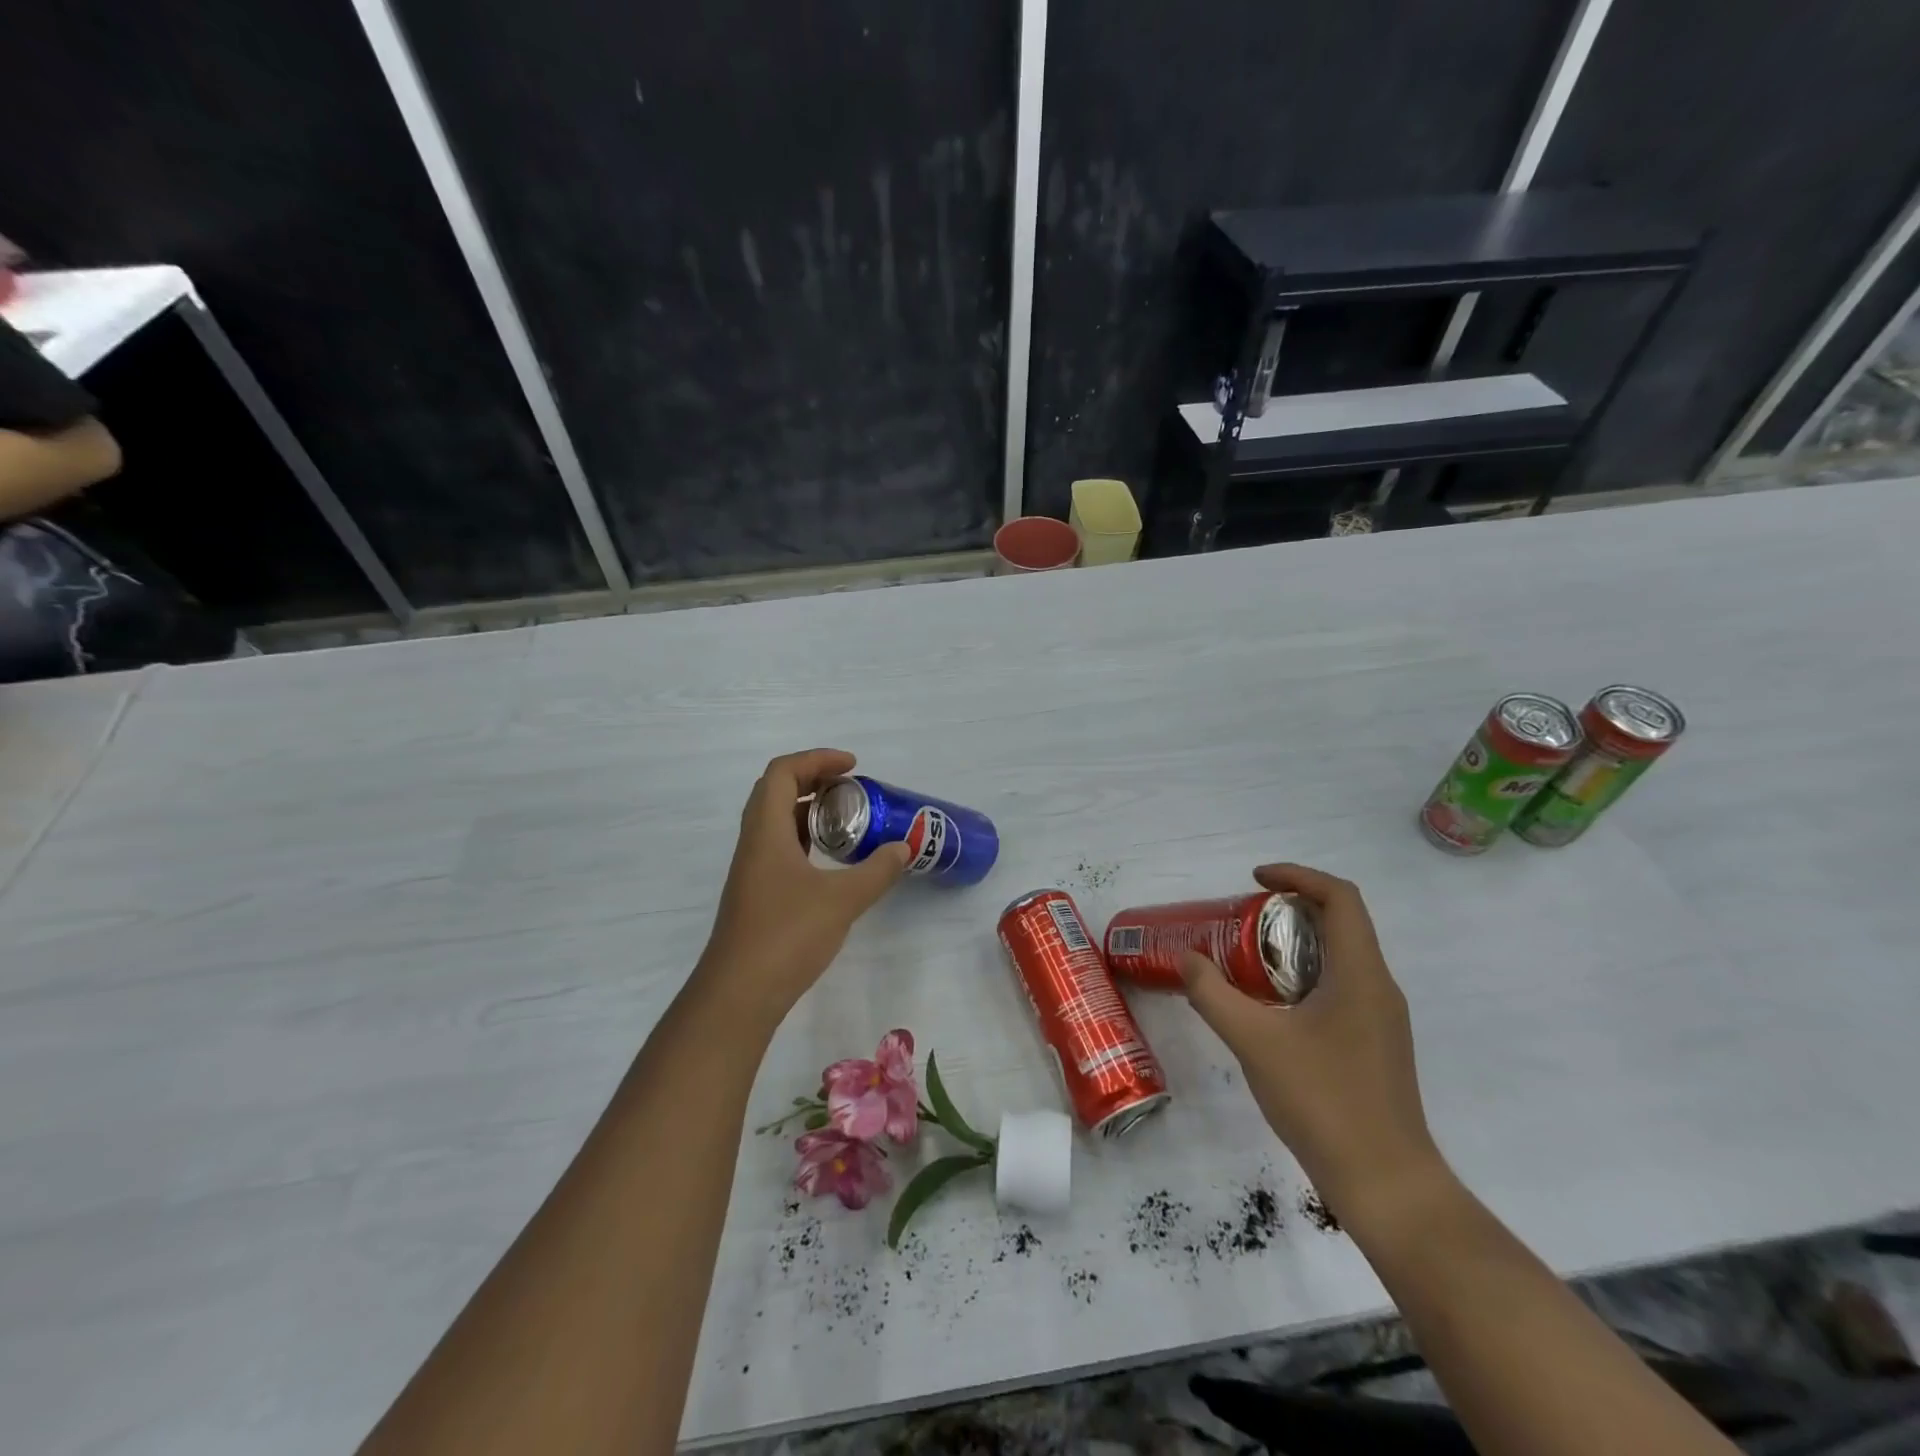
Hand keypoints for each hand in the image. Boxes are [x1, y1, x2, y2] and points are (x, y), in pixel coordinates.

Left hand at [692, 749, 908, 1028]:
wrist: (739, 994)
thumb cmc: (787, 936)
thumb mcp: (842, 900)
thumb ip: (877, 871)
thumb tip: (904, 848)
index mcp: (766, 831)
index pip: (783, 773)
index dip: (817, 760)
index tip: (853, 767)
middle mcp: (754, 843)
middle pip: (777, 792)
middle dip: (815, 780)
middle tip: (854, 789)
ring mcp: (753, 870)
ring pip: (778, 822)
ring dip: (811, 811)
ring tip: (850, 819)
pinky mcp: (757, 894)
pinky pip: (781, 848)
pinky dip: (807, 840)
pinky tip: (832, 860)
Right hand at [1179, 863, 1447, 1225]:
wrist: (1387, 1184)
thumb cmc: (1324, 1102)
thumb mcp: (1255, 1042)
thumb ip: (1213, 995)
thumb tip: (1186, 959)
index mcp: (1360, 974)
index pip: (1340, 898)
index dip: (1297, 876)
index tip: (1254, 880)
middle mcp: (1379, 987)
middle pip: (1342, 922)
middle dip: (1292, 907)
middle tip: (1243, 917)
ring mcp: (1382, 1019)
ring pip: (1342, 957)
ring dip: (1298, 943)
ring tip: (1249, 956)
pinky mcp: (1376, 1045)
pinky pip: (1342, 987)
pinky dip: (1306, 975)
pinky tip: (1271, 1005)